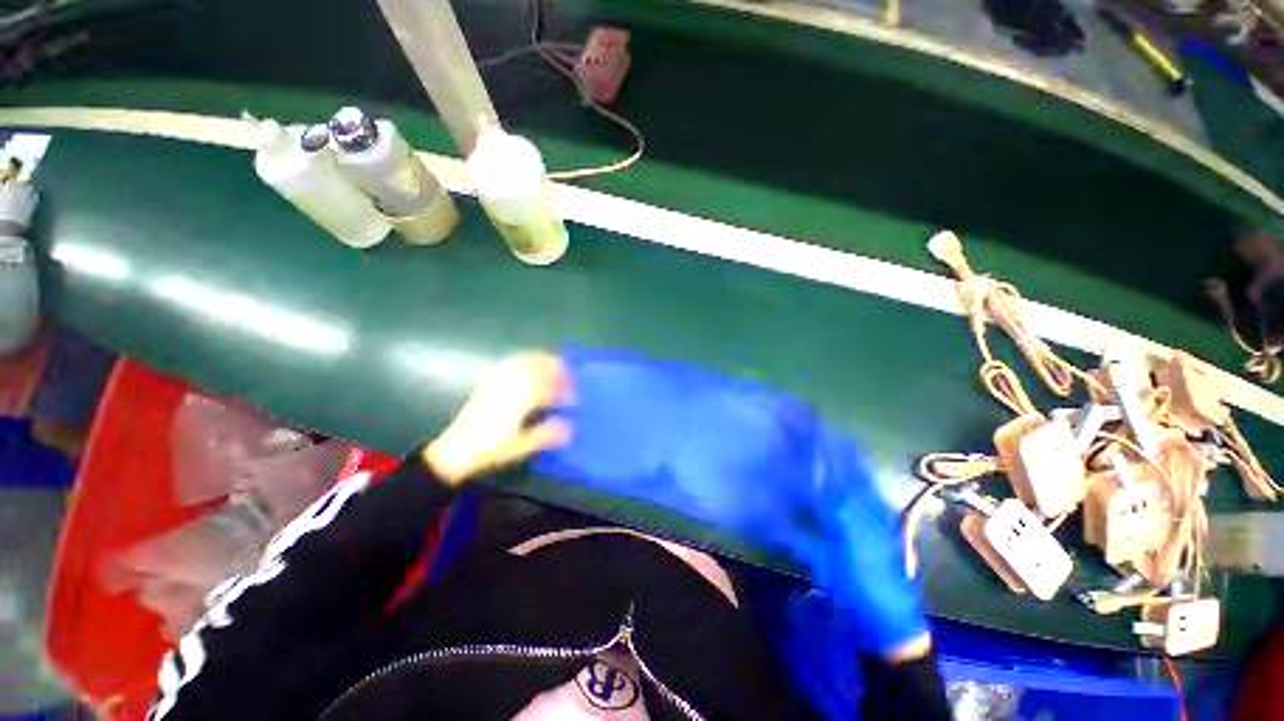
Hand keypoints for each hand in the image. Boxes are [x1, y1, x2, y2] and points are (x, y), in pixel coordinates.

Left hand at [424, 352, 572, 485]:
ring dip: (538, 360)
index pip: (547, 388)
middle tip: (566, 374)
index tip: (573, 399)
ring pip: (521, 361)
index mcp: (519, 400)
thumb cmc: (490, 450)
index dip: (563, 392)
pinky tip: (523, 365)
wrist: (456, 451)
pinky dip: (519, 361)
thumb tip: (569, 428)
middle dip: (554, 367)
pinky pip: (505, 365)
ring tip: (550, 364)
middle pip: (535, 366)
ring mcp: (496, 383)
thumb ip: (545, 435)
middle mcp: (508, 386)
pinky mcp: (486, 384)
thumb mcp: (520, 446)